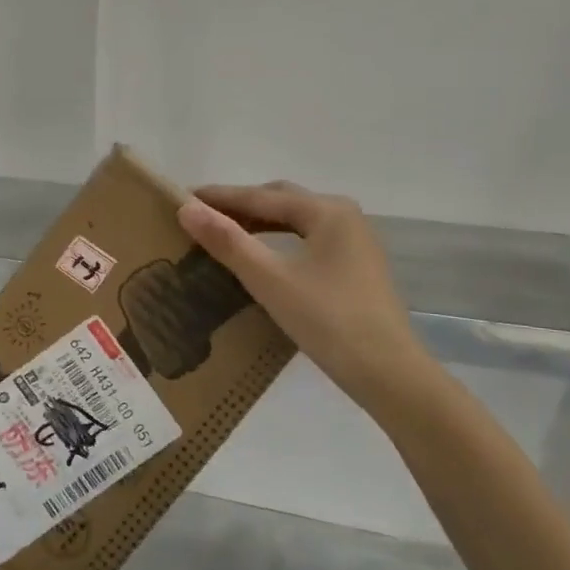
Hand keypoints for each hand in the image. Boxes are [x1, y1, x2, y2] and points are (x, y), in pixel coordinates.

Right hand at [177, 181, 434, 408]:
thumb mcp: (270, 280)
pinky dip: (277, 242)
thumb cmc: (328, 320)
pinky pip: (306, 241)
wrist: (387, 373)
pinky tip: (260, 258)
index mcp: (327, 211)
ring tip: (222, 234)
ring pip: (295, 221)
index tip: (181, 197)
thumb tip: (186, 209)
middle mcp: (344, 217)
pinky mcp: (355, 268)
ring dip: (258, 224)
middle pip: (281, 201)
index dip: (219, 197)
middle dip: (240, 205)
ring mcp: (353, 243)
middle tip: (200, 216)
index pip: (261, 196)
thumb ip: (228, 242)